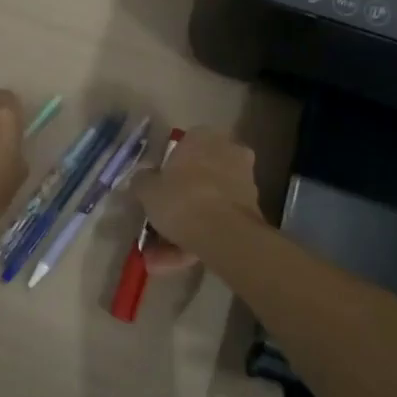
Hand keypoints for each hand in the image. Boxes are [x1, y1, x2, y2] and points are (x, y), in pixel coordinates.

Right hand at [128, 129, 263, 267]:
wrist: (225, 234)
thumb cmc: (182, 199)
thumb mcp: (148, 189)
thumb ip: (143, 180)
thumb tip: (144, 178)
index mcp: (204, 136)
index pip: (183, 144)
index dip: (169, 168)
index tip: (158, 188)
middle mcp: (228, 151)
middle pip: (198, 176)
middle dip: (178, 202)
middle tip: (159, 224)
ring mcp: (244, 181)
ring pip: (208, 202)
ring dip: (186, 227)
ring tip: (162, 256)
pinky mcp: (252, 210)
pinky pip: (219, 221)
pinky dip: (201, 238)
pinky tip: (180, 260)